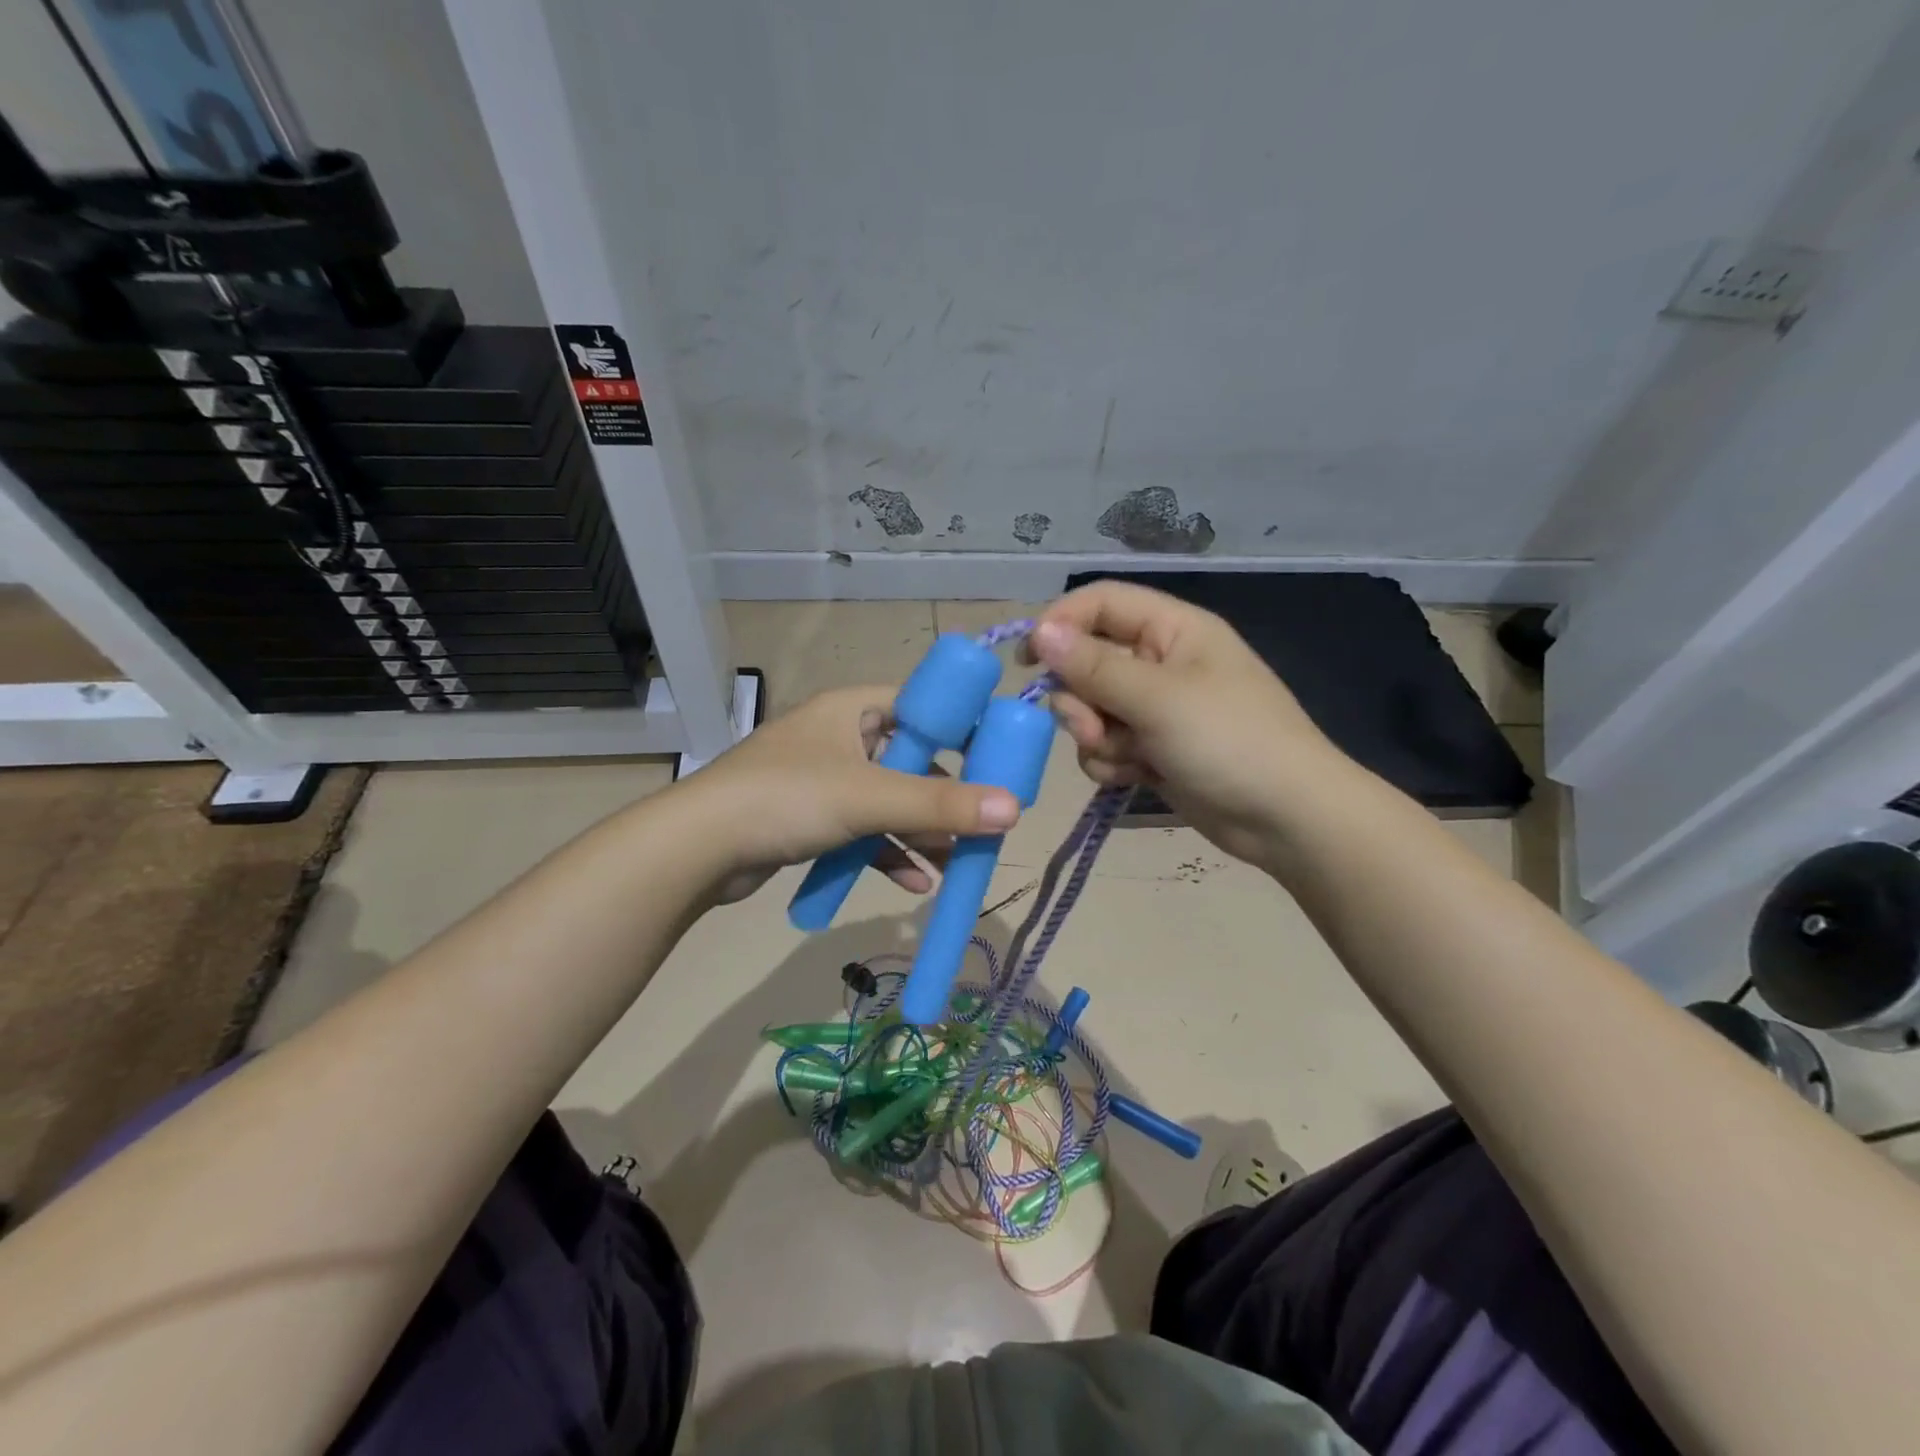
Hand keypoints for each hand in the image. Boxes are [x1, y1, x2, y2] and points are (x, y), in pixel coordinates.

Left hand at [674, 685, 1021, 903]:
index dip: (962, 729)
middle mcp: (840, 737)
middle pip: (910, 761)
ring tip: (957, 863)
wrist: (698, 848)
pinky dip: (887, 853)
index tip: (998, 762)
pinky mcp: (810, 819)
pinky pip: (862, 831)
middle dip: (944, 798)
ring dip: (920, 833)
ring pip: (887, 802)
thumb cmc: (789, 798)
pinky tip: (916, 884)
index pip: (922, 705)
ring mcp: (823, 780)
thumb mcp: (871, 798)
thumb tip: (1015, 810)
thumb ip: (942, 805)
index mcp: (853, 709)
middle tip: (983, 823)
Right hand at [1024, 581, 1351, 866]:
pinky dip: (1113, 762)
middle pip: (1087, 662)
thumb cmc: (1230, 742)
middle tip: (1093, 728)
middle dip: (1081, 700)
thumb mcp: (1159, 698)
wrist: (1285, 819)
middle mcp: (1160, 662)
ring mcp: (1156, 708)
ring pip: (1091, 709)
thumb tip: (1040, 632)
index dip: (1060, 624)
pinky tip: (1137, 777)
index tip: (1028, 660)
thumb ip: (1094, 666)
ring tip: (1129, 758)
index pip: (1100, 604)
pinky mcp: (1152, 748)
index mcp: (1172, 629)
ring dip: (1097, 737)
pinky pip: (1106, 745)